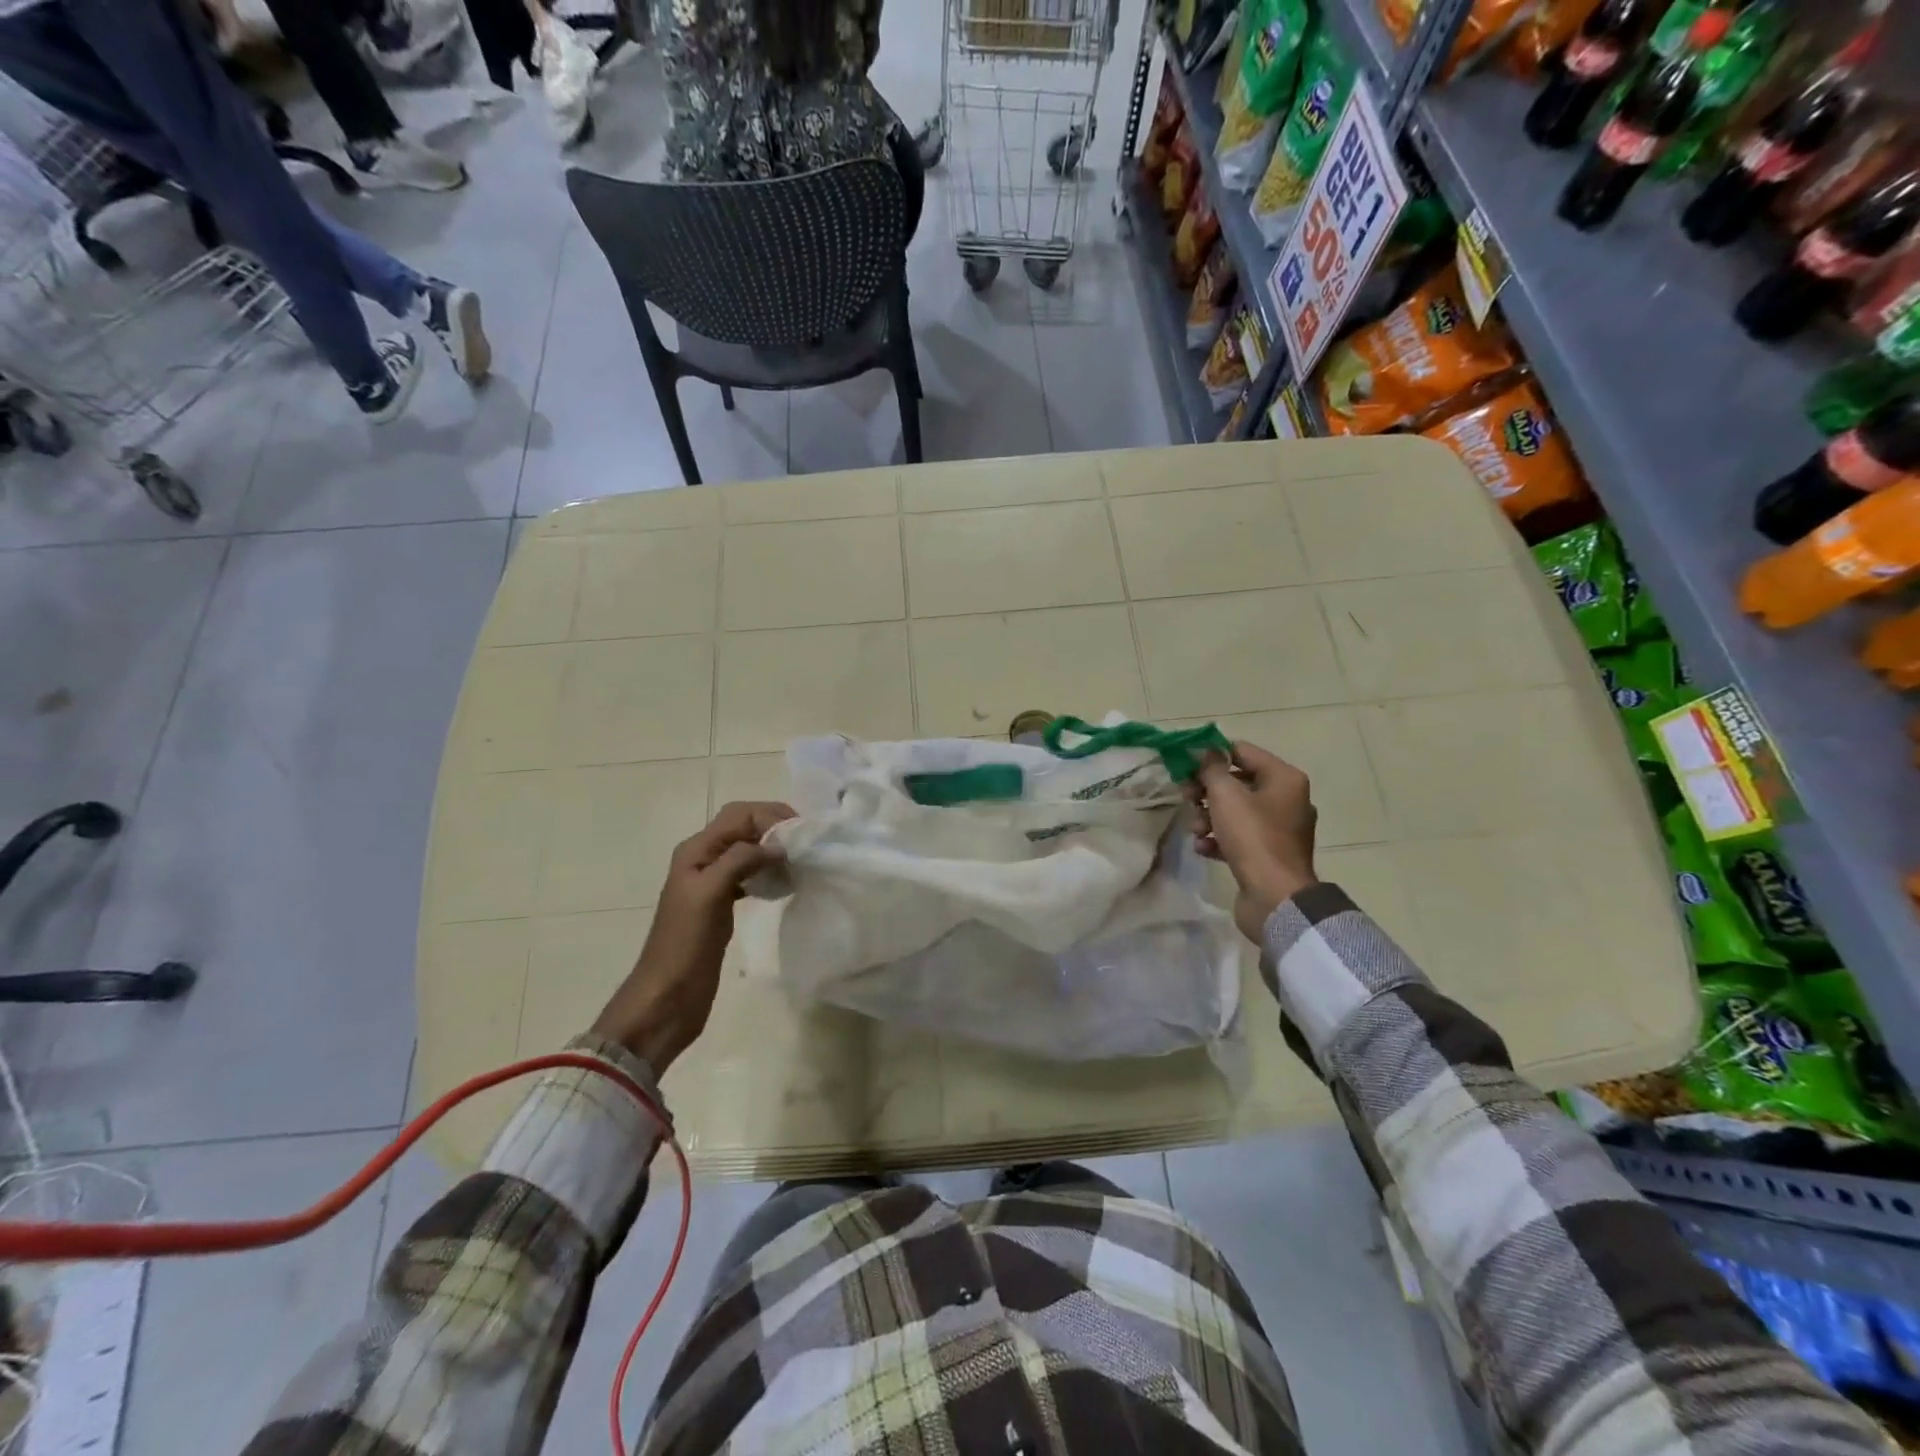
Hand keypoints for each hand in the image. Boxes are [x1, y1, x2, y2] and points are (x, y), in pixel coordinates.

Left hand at [590, 801, 793, 1072]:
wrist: (667, 996)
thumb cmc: (685, 944)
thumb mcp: (710, 894)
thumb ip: (740, 861)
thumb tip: (777, 845)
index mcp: (696, 850)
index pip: (739, 814)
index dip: (771, 816)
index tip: (801, 835)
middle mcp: (704, 859)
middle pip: (744, 827)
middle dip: (775, 827)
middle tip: (806, 843)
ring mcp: (713, 882)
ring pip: (749, 850)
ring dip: (774, 849)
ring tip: (800, 862)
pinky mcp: (722, 904)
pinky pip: (749, 875)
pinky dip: (768, 872)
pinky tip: (785, 885)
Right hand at [1187, 742, 1318, 943]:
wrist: (1275, 896)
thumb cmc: (1252, 837)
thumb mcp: (1225, 795)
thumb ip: (1211, 768)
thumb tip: (1204, 751)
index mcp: (1284, 778)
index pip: (1242, 751)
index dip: (1211, 755)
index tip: (1184, 765)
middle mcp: (1287, 799)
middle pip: (1237, 782)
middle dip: (1206, 790)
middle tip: (1186, 798)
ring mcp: (1279, 829)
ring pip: (1235, 811)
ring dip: (1208, 816)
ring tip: (1196, 830)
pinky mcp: (1269, 854)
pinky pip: (1239, 836)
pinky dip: (1219, 838)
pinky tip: (1203, 848)